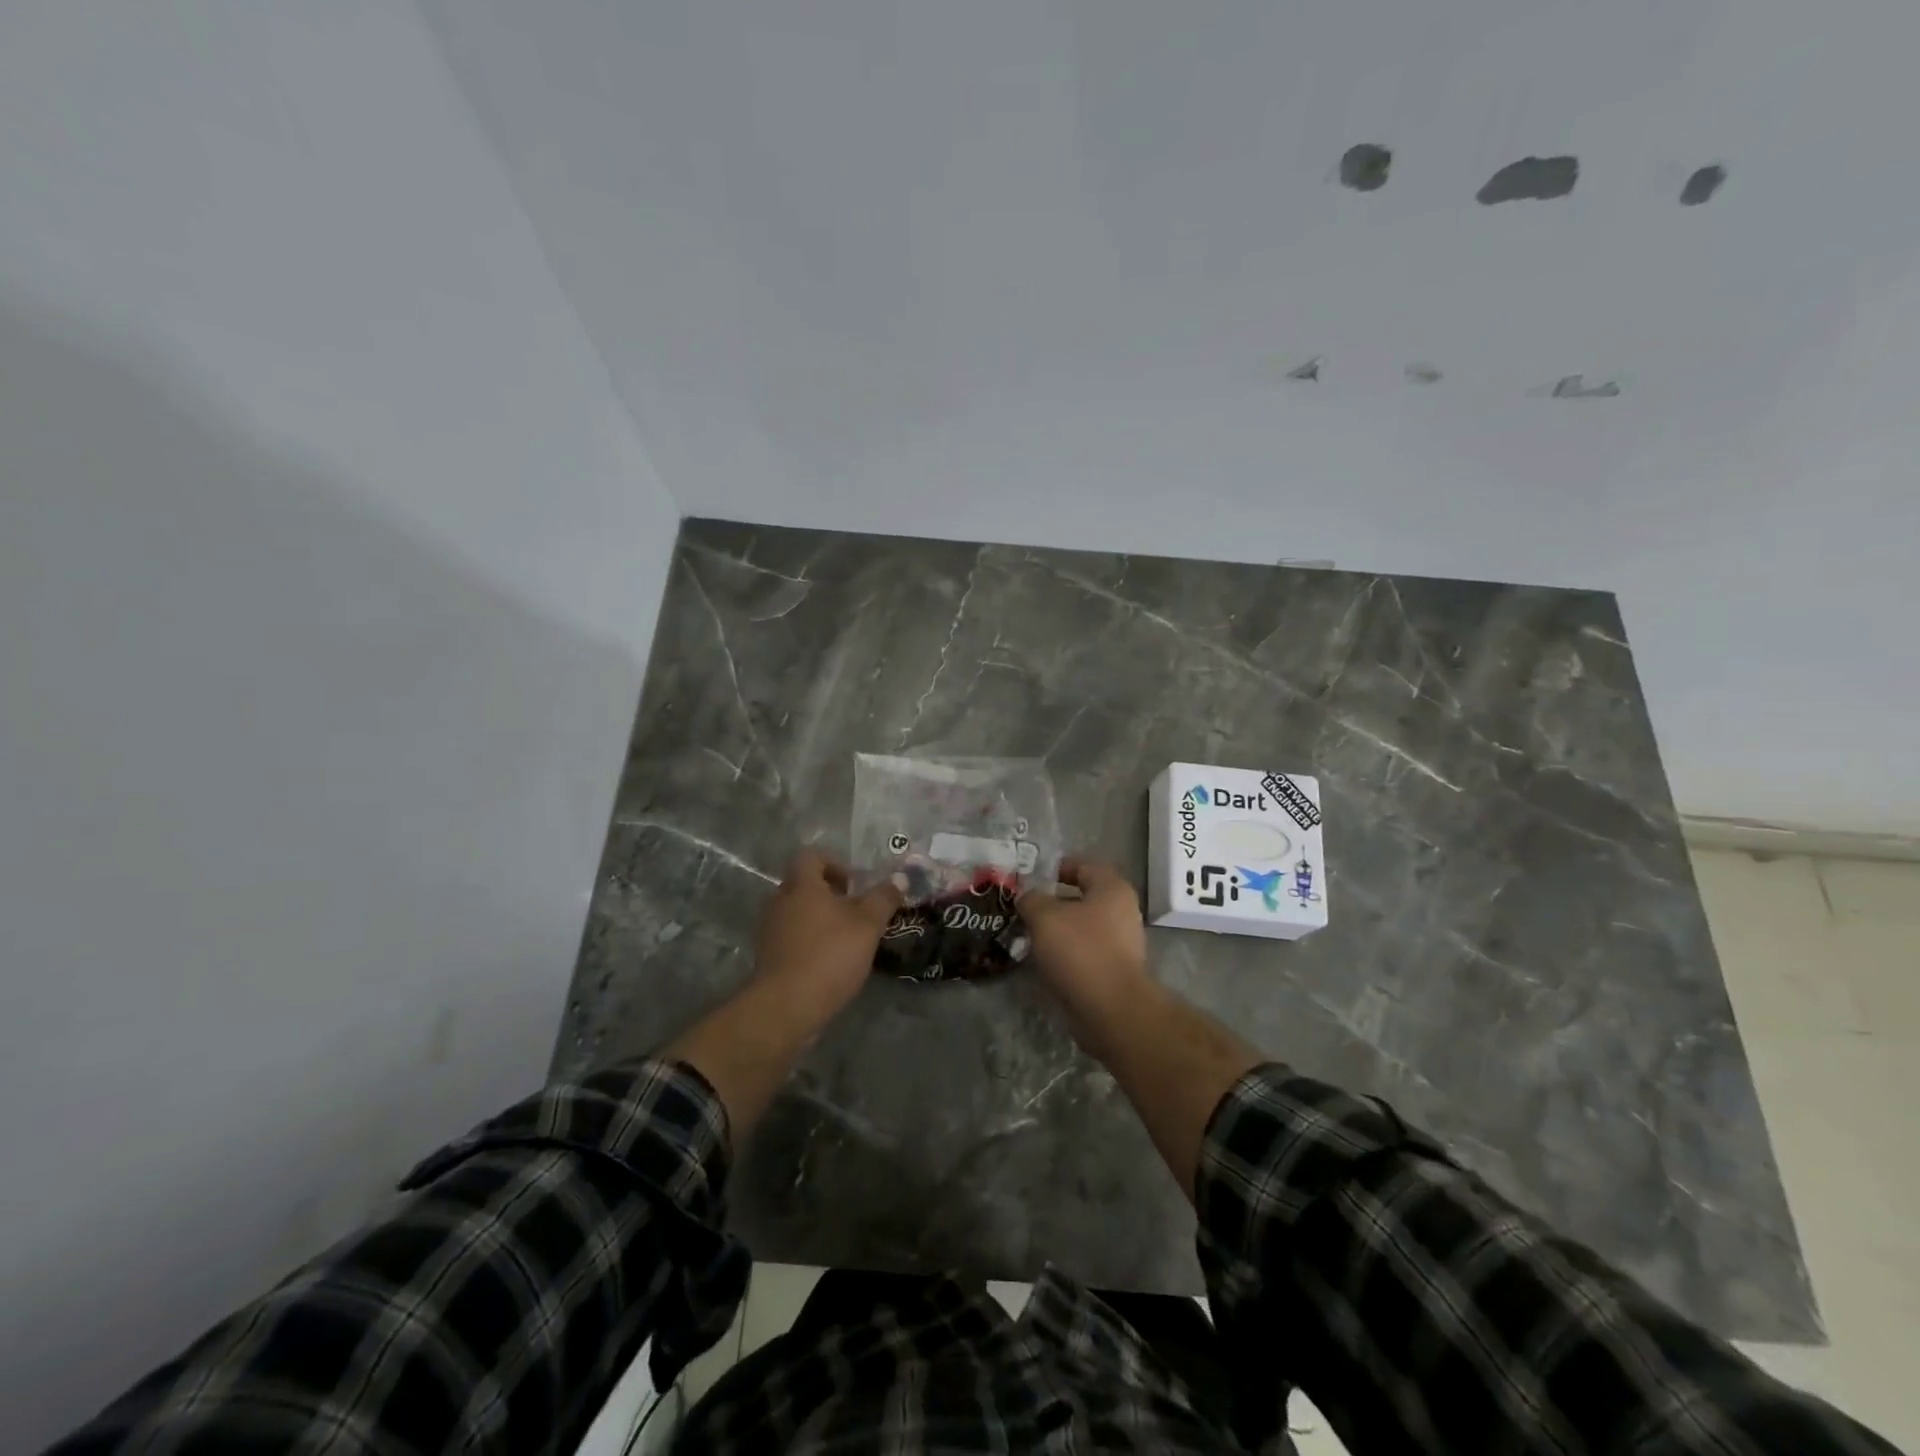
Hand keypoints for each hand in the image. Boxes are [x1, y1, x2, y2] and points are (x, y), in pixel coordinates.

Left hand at [753, 849, 901, 1019]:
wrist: (786, 1006)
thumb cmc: (830, 955)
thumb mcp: (868, 925)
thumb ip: (884, 898)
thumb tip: (900, 877)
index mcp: (802, 885)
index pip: (810, 856)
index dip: (834, 863)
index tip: (854, 885)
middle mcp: (780, 901)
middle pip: (804, 884)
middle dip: (830, 894)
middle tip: (856, 912)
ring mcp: (770, 930)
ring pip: (798, 912)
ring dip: (820, 919)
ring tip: (846, 940)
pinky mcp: (768, 957)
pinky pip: (791, 937)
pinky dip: (809, 942)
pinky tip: (829, 962)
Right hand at [1018, 858, 1151, 1018]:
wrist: (1111, 1009)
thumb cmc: (1080, 951)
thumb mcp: (1045, 917)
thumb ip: (1032, 900)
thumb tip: (1028, 898)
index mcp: (1112, 888)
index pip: (1083, 866)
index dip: (1056, 868)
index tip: (1030, 878)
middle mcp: (1123, 911)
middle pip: (1083, 897)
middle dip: (1054, 902)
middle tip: (1025, 908)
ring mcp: (1123, 943)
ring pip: (1084, 927)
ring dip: (1059, 929)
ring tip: (1030, 935)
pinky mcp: (1116, 970)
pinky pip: (1086, 952)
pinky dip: (1067, 953)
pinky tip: (1045, 960)